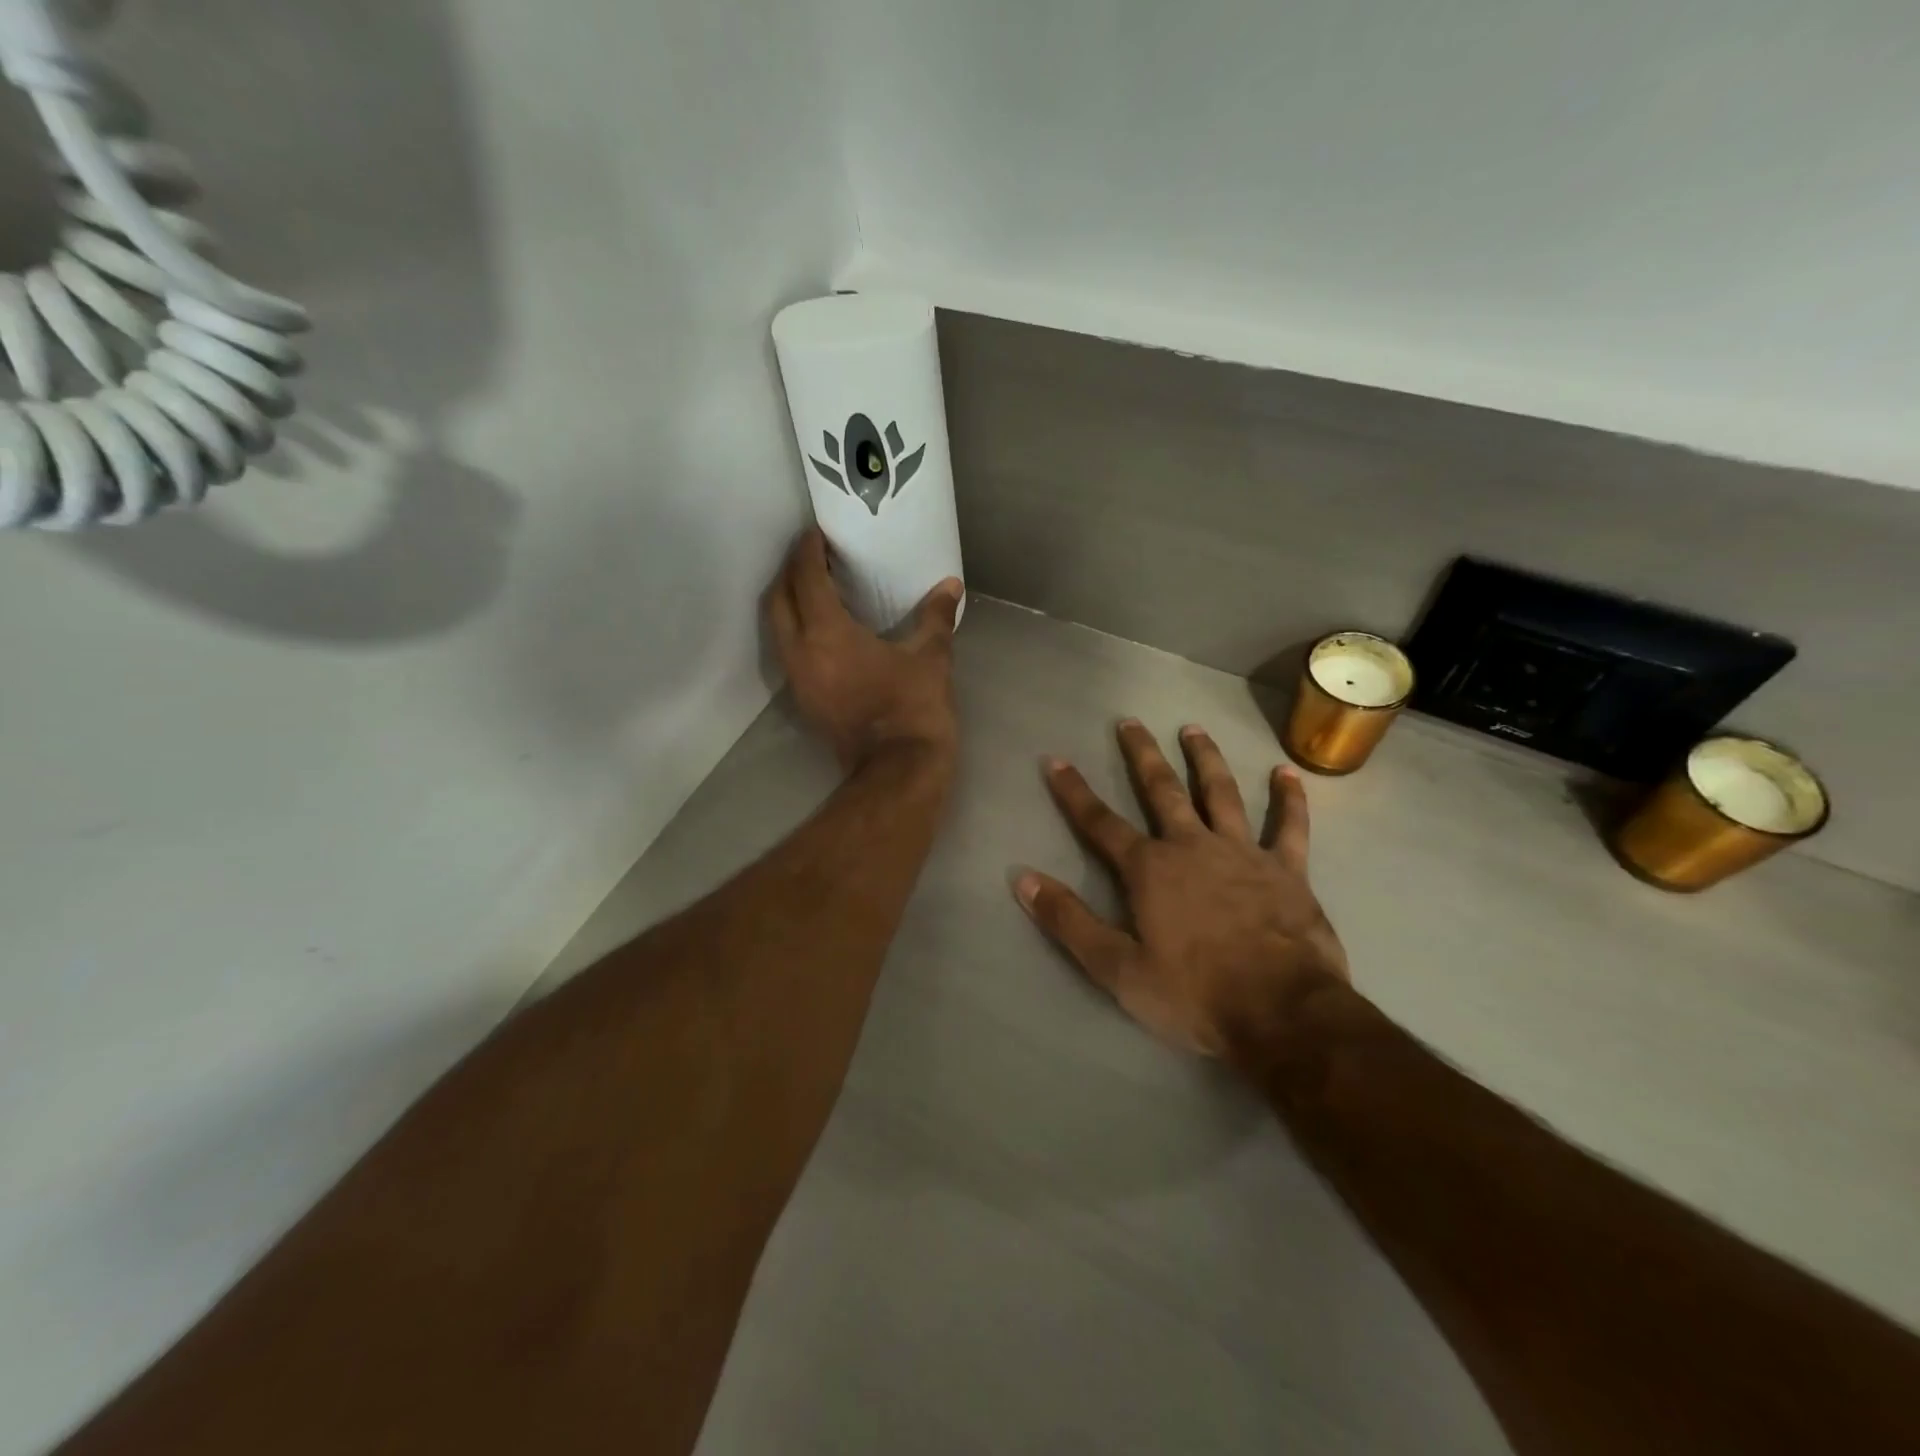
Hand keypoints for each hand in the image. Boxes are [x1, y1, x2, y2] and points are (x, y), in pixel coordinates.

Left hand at [764, 528, 963, 773]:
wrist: (898, 771)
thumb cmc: (913, 708)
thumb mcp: (930, 658)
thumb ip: (936, 617)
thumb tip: (951, 585)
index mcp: (827, 634)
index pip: (806, 579)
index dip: (808, 552)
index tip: (815, 533)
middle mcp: (800, 652)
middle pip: (778, 599)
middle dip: (790, 573)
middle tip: (812, 556)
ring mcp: (798, 679)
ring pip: (778, 628)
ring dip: (789, 602)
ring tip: (814, 587)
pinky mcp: (804, 700)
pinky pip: (789, 651)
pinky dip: (797, 630)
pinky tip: (823, 628)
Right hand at [1015, 720, 1348, 1058]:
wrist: (1283, 1013)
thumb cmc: (1194, 993)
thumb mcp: (1117, 968)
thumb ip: (1069, 921)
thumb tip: (1023, 879)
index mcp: (1150, 870)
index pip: (1100, 823)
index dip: (1074, 792)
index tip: (1056, 760)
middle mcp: (1192, 846)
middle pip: (1162, 790)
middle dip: (1141, 755)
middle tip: (1129, 722)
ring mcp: (1243, 852)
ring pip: (1221, 793)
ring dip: (1205, 759)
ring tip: (1193, 729)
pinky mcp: (1287, 870)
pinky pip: (1289, 826)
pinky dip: (1289, 798)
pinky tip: (1287, 773)